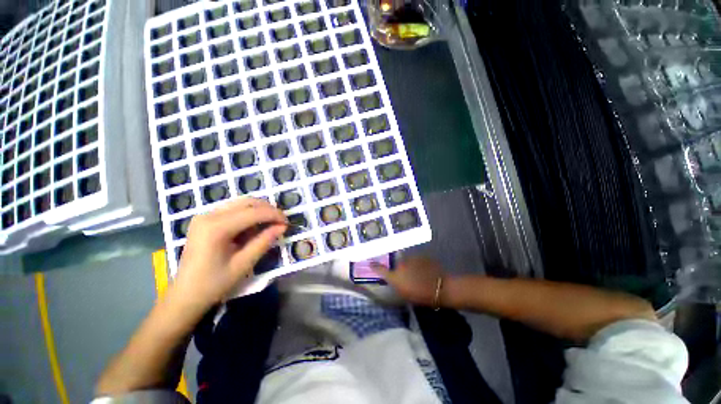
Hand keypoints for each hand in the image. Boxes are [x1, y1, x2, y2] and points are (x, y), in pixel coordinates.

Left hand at [173, 198, 286, 307]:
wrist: (184, 295)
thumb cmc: (213, 284)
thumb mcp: (243, 264)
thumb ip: (264, 242)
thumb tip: (282, 227)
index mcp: (216, 228)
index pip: (253, 212)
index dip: (274, 215)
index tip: (288, 223)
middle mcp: (209, 215)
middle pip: (247, 202)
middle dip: (268, 209)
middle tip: (281, 222)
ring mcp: (205, 215)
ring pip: (241, 203)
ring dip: (259, 210)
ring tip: (270, 224)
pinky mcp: (205, 219)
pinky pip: (233, 209)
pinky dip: (248, 214)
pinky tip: (254, 227)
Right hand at [373, 256, 446, 305]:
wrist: (439, 287)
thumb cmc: (420, 295)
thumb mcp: (405, 294)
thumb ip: (396, 284)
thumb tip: (391, 279)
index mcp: (394, 276)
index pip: (380, 269)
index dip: (374, 266)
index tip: (370, 263)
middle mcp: (399, 264)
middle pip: (396, 264)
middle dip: (399, 268)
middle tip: (407, 275)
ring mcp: (410, 258)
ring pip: (407, 261)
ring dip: (410, 266)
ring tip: (418, 274)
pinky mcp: (420, 256)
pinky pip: (416, 259)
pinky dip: (418, 264)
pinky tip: (424, 270)